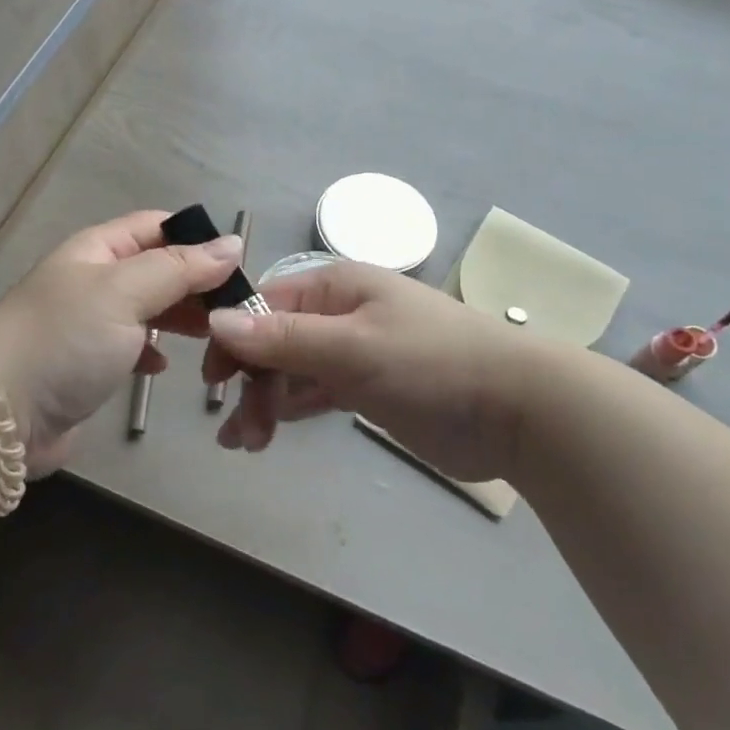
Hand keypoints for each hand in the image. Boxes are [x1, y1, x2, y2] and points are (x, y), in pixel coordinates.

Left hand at [0, 211, 244, 477]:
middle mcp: (96, 280)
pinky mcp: (89, 365)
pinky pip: (133, 346)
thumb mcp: (124, 292)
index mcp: (99, 250)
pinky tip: (162, 366)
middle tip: (236, 310)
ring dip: (181, 319)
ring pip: (149, 309)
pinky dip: (153, 350)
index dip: (198, 239)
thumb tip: (232, 243)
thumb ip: (179, 268)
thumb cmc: (65, 339)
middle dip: (196, 284)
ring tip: (214, 338)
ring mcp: (91, 324)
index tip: (239, 265)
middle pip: (158, 269)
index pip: (157, 226)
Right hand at [202, 262, 549, 482]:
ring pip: (289, 371)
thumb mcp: (352, 347)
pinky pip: (311, 393)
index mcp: (335, 286)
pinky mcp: (364, 389)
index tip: (213, 378)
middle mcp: (338, 313)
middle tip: (238, 430)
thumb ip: (282, 338)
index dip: (233, 337)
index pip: (264, 304)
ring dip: (263, 402)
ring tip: (245, 443)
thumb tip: (215, 320)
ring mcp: (351, 352)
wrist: (517, 411)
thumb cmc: (431, 363)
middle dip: (250, 381)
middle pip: (272, 341)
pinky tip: (264, 435)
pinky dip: (287, 410)